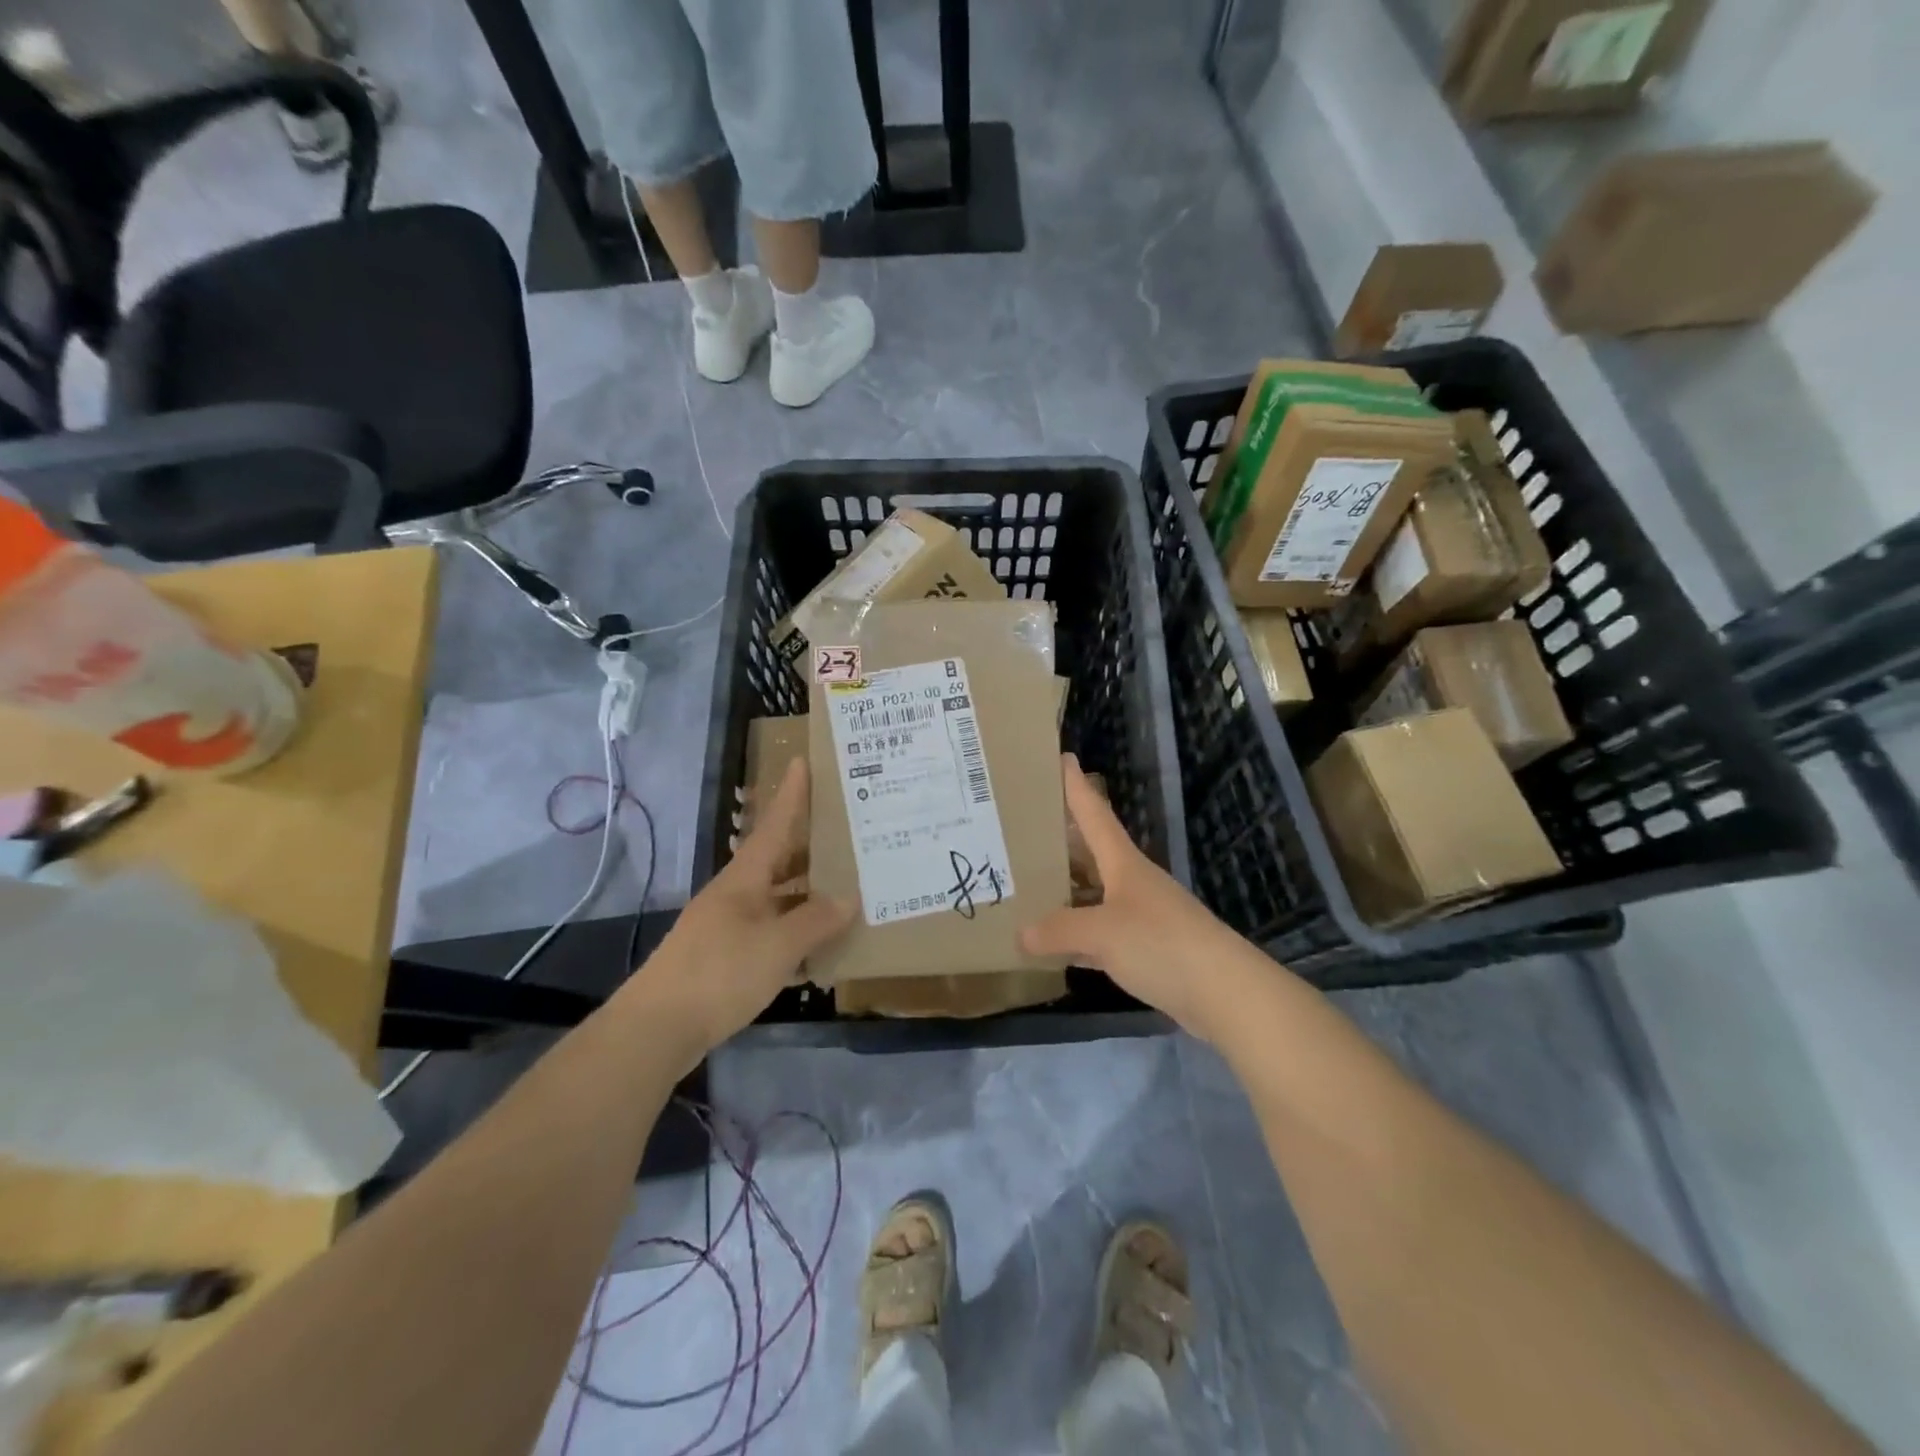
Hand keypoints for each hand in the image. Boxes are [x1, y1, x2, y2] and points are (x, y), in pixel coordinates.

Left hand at [626, 758, 853, 1063]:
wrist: (656, 1029)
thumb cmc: (720, 973)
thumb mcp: (777, 945)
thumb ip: (815, 920)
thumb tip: (849, 898)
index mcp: (745, 878)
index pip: (774, 824)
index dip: (791, 794)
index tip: (803, 760)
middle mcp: (736, 894)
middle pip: (778, 860)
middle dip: (810, 845)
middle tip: (847, 832)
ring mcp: (728, 926)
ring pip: (776, 898)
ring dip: (806, 892)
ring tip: (846, 887)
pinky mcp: (725, 958)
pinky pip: (770, 932)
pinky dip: (795, 932)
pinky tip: (819, 946)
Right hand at [1020, 755, 1266, 1042]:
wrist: (1225, 993)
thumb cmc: (1162, 944)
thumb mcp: (1101, 932)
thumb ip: (1058, 930)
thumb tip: (1020, 935)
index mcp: (1124, 863)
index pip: (1094, 813)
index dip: (1076, 786)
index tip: (1062, 757)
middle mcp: (1132, 882)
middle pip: (1091, 852)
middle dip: (1061, 838)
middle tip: (1022, 826)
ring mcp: (1141, 916)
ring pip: (1093, 894)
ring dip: (1065, 889)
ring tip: (1026, 883)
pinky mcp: (1146, 950)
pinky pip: (1100, 933)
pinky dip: (1076, 935)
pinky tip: (1054, 944)